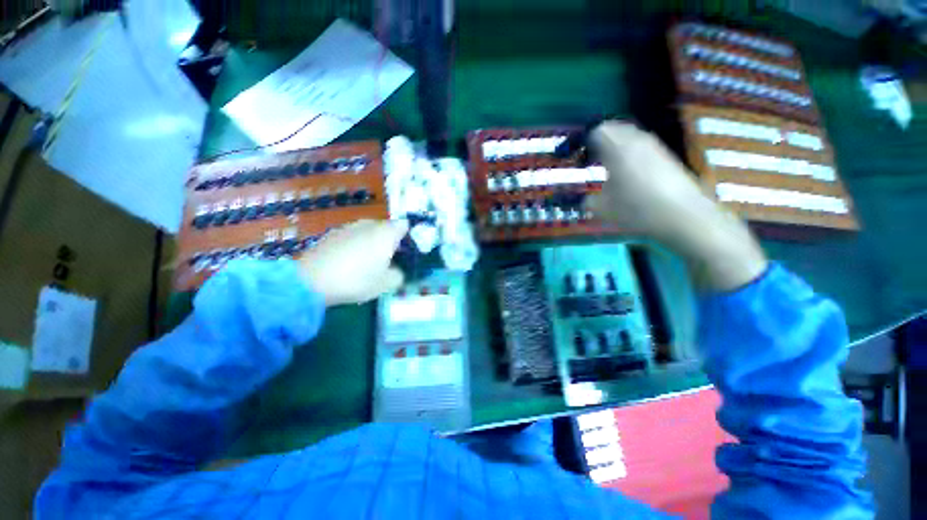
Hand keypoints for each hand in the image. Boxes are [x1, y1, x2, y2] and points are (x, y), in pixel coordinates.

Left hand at [299, 219, 408, 305]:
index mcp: (386, 233)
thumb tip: (396, 270)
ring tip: (367, 262)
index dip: (408, 236)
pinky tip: (348, 262)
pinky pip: (351, 236)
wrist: (311, 280)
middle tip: (388, 260)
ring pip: (367, 232)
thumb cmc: (357, 279)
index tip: (406, 251)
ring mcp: (348, 227)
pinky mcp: (331, 234)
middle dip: (389, 241)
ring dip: (371, 243)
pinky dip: (354, 245)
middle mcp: (369, 224)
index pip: (404, 225)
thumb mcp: (386, 284)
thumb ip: (399, 275)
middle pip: (386, 228)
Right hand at [585, 121, 766, 291]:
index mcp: (618, 149)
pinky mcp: (667, 156)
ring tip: (609, 167)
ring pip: (630, 136)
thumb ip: (588, 201)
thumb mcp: (603, 209)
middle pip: (615, 129)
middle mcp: (637, 141)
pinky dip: (631, 153)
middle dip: (601, 141)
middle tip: (592, 160)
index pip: (598, 131)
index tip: (579, 158)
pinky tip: (629, 174)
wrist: (683, 216)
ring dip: (617, 147)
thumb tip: (585, 199)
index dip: (585, 143)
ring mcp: (655, 147)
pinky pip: (642, 146)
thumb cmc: (637, 210)